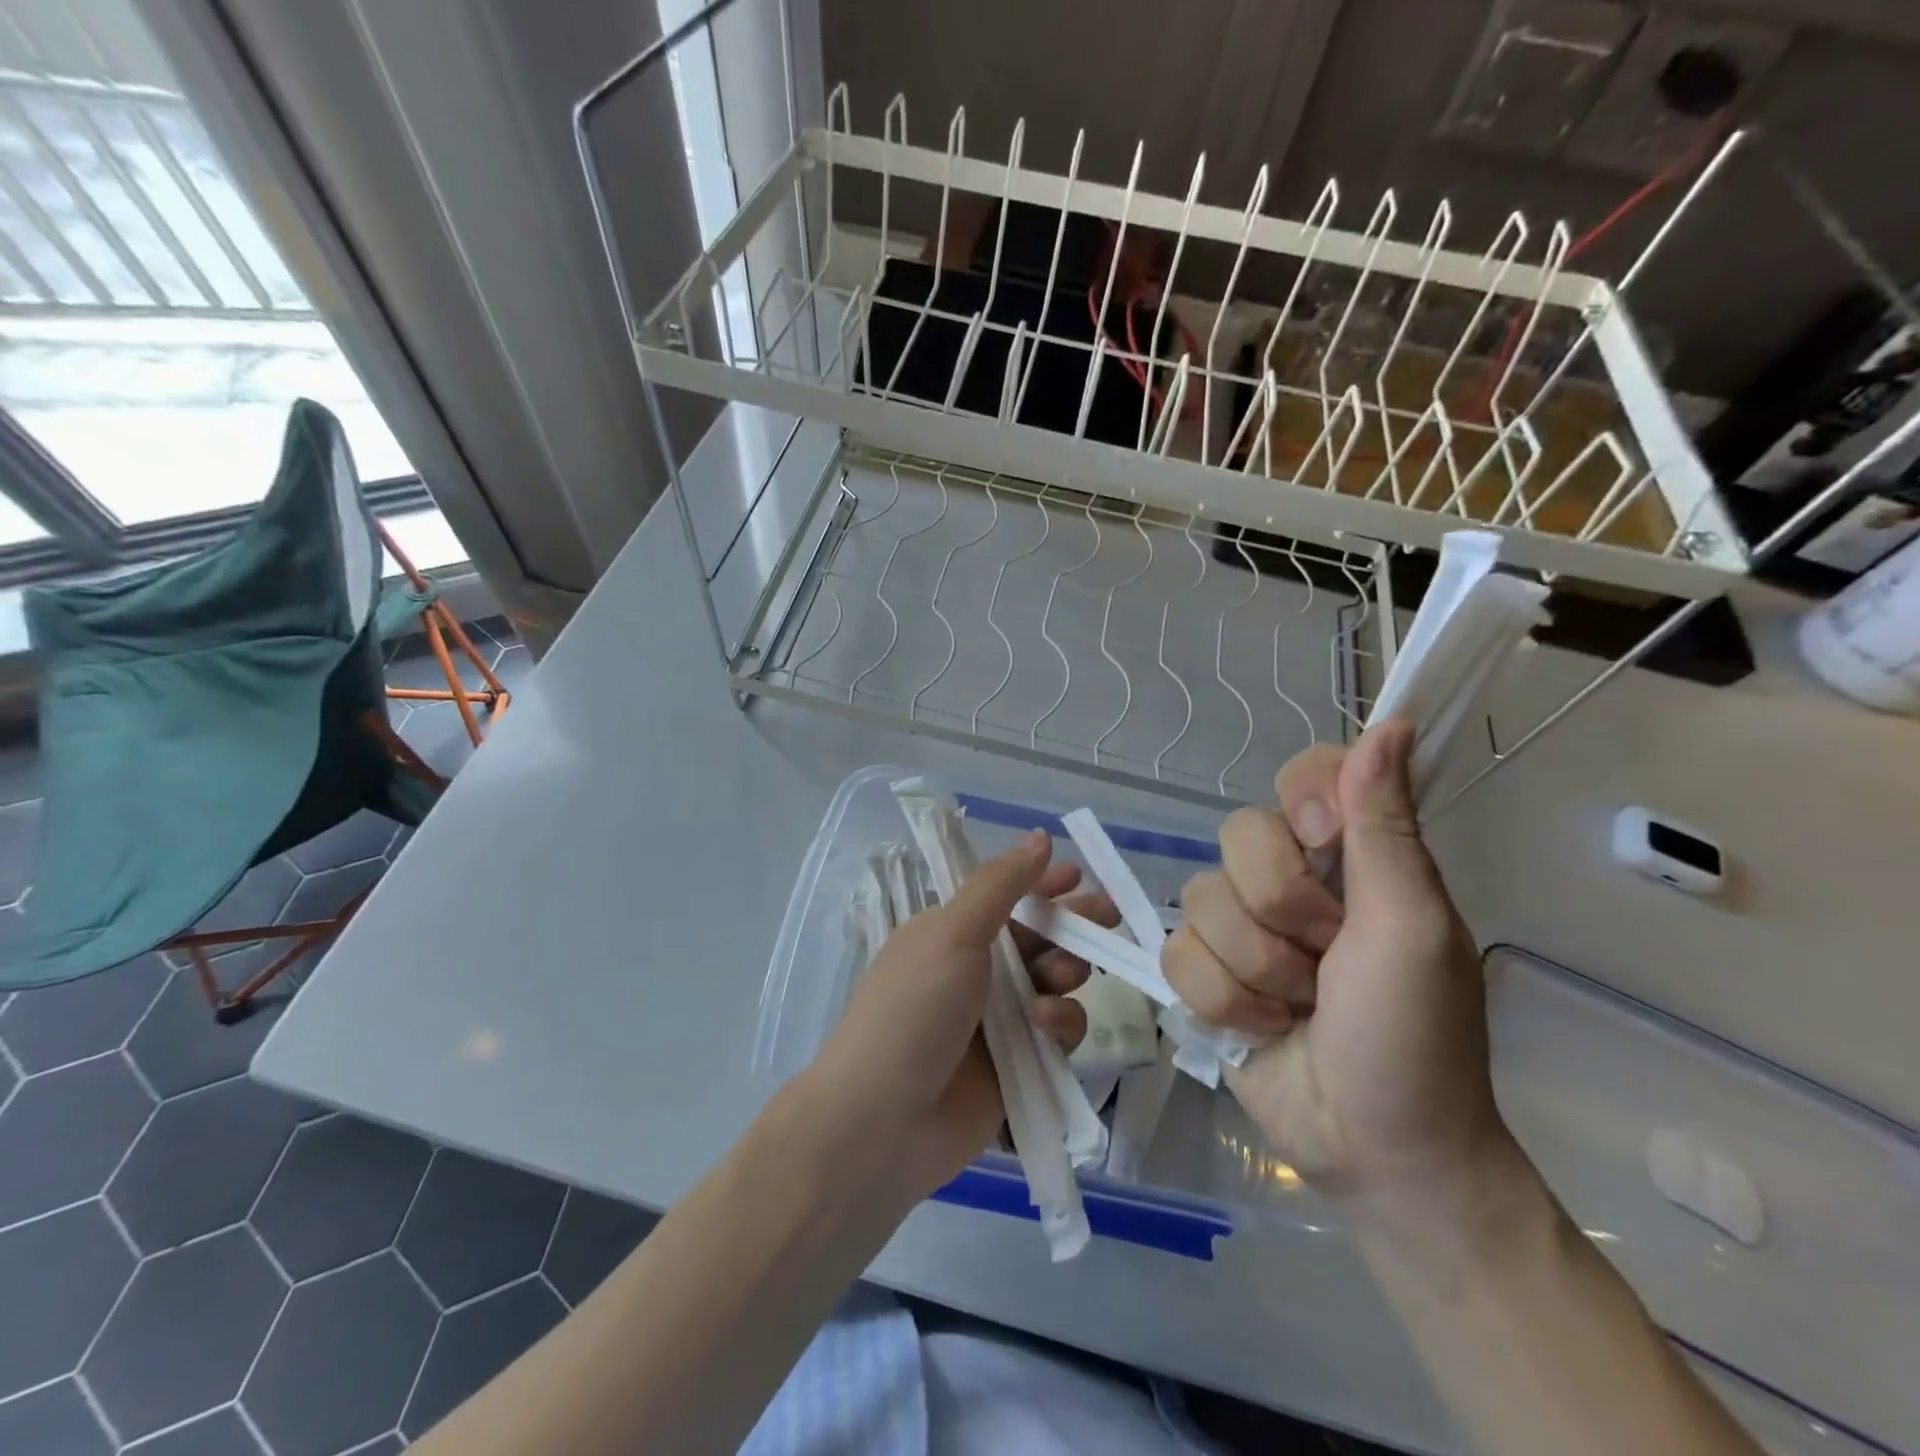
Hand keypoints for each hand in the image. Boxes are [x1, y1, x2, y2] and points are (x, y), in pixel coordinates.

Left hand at [805, 830, 1112, 1204]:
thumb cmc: (915, 1008)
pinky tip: (1046, 1029)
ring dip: (1064, 974)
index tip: (1079, 878)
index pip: (1005, 897)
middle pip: (1038, 938)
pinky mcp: (1018, 1065)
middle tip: (1107, 918)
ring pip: (1053, 984)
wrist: (884, 1120)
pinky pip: (1057, 1034)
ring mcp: (997, 1021)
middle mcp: (975, 972)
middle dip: (1072, 926)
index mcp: (950, 933)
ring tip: (1059, 980)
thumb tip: (1039, 837)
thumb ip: (1001, 885)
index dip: (1042, 885)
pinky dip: (1059, 1025)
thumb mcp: (952, 933)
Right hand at [1164, 720, 1511, 1200]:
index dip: (1302, 802)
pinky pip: (1176, 954)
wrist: (1376, 1148)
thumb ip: (1385, 826)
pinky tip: (1262, 1029)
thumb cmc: (1415, 1036)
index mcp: (1351, 857)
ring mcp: (1242, 926)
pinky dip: (1222, 1001)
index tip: (1325, 843)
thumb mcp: (1410, 926)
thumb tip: (1392, 722)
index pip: (1303, 773)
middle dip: (1282, 913)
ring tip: (1299, 1009)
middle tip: (1328, 961)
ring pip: (1200, 900)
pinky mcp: (1205, 972)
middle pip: (1238, 837)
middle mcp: (1290, 879)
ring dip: (1255, 970)